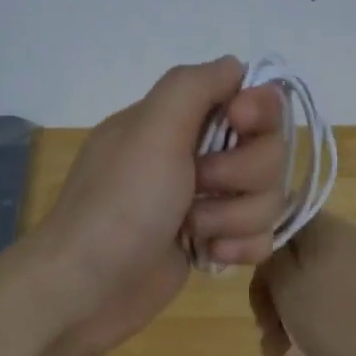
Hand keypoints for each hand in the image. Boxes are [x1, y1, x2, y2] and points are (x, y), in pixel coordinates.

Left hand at [32, 57, 289, 355]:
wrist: (87, 289)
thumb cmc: (119, 204)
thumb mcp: (150, 130)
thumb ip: (194, 86)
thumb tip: (236, 66)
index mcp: (178, 121)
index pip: (250, 99)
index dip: (258, 112)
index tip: (240, 124)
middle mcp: (196, 156)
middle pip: (268, 152)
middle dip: (243, 175)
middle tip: (199, 185)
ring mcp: (205, 203)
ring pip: (267, 198)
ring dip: (235, 216)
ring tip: (195, 231)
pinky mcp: (211, 244)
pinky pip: (259, 236)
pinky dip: (240, 247)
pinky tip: (209, 256)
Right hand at [248, 214, 355, 355]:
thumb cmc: (339, 316)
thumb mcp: (288, 287)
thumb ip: (269, 260)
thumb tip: (264, 244)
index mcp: (322, 227)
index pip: (273, 224)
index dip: (254, 255)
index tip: (252, 289)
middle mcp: (339, 239)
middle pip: (287, 259)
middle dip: (269, 297)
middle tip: (264, 330)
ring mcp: (355, 266)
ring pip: (303, 283)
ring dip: (283, 315)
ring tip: (276, 352)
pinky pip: (325, 297)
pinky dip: (307, 319)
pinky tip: (297, 349)